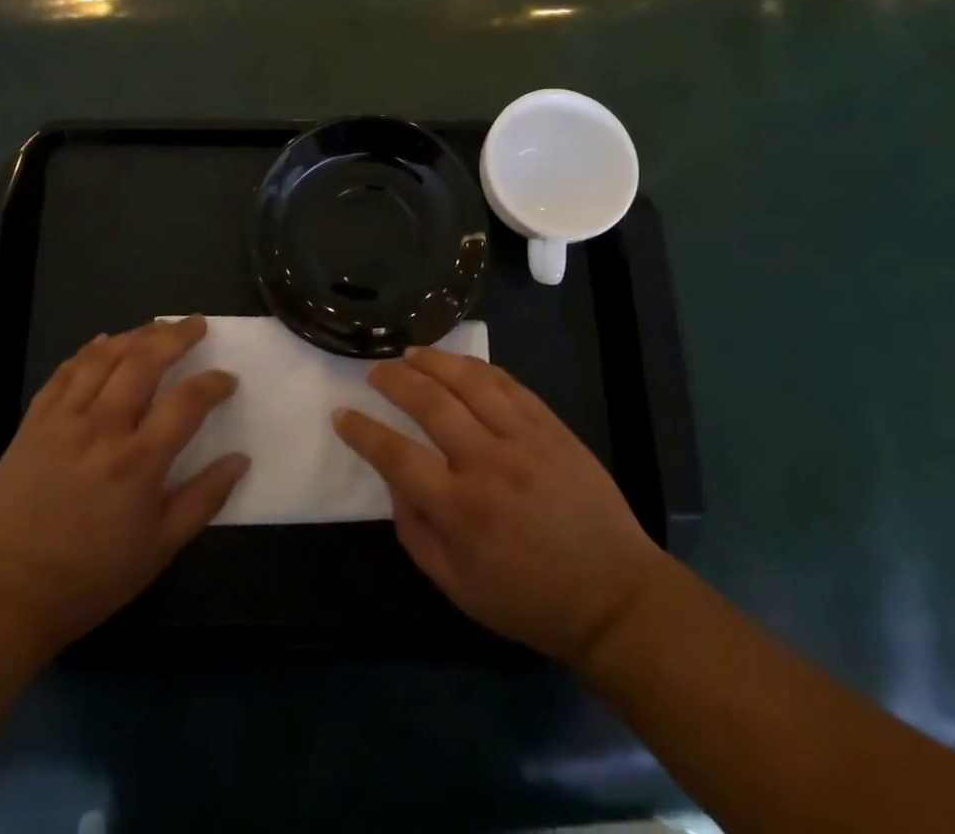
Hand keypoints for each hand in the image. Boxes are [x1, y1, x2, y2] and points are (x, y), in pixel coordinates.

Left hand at [0, 316, 245, 656]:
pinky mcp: (33, 424)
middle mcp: (102, 428)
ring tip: (157, 326)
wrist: (4, 597)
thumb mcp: (160, 549)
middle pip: (144, 362)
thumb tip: (241, 459)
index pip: (188, 402)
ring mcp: (63, 421)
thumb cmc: (90, 578)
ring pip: (103, 358)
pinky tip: (103, 343)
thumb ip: (204, 499)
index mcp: (138, 461)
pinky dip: (88, 352)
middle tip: (196, 324)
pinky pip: (64, 373)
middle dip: (176, 336)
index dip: (214, 384)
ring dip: (135, 335)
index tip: (228, 380)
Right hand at [333, 346, 664, 665]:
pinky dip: (479, 368)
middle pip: (430, 402)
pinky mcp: (551, 427)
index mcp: (459, 508)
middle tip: (375, 370)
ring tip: (411, 354)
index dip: (362, 431)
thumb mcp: (456, 586)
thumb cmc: (528, 599)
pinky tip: (460, 364)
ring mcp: (523, 438)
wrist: (613, 595)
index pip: (395, 454)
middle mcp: (486, 462)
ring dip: (434, 361)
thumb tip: (394, 482)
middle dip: (394, 380)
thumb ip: (415, 533)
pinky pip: (509, 384)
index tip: (342, 414)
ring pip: (469, 381)